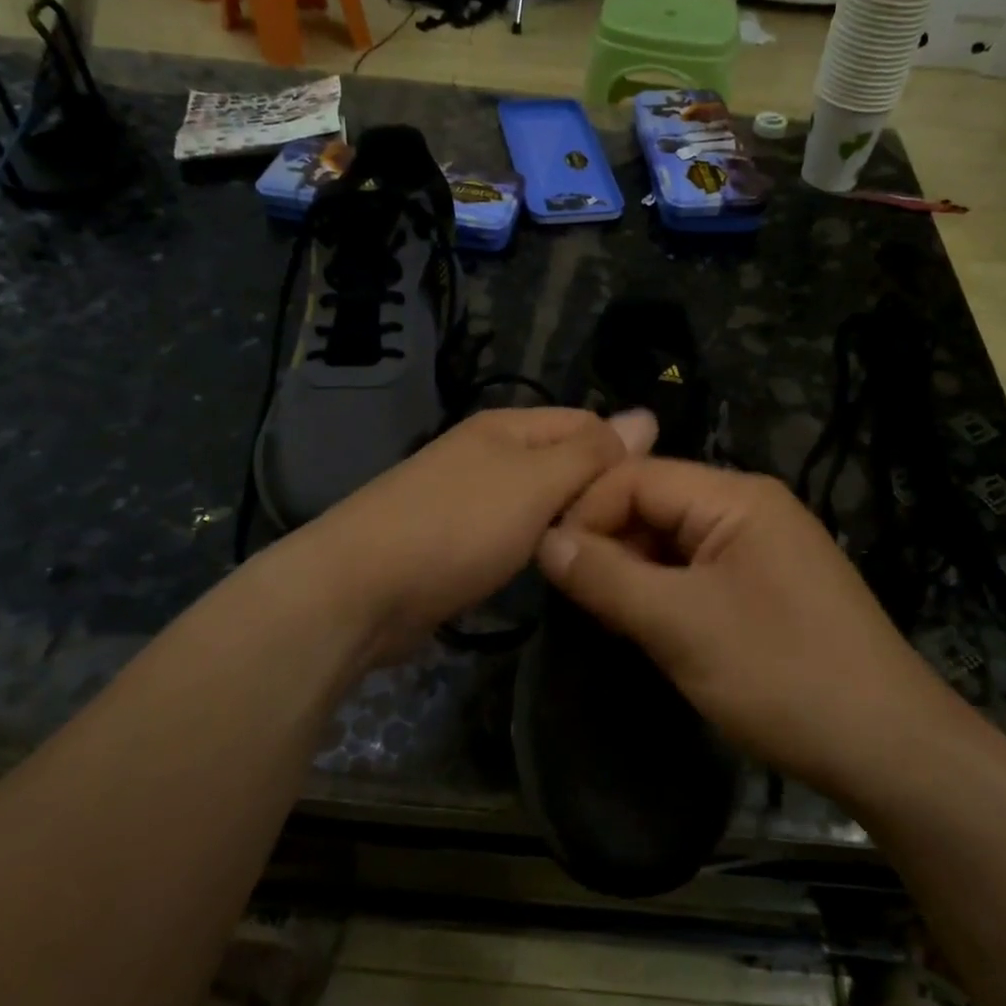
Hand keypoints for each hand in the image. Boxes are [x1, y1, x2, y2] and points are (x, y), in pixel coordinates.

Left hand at [308, 407, 656, 660]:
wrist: (359, 589)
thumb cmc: (457, 527)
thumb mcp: (536, 483)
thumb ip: (591, 453)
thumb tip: (646, 415)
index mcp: (508, 426)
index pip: (587, 423)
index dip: (622, 456)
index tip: (646, 506)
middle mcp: (487, 452)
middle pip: (562, 462)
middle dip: (593, 494)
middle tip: (626, 540)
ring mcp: (466, 496)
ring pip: (537, 501)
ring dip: (563, 523)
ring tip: (596, 554)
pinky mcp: (453, 538)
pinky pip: (510, 532)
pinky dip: (531, 546)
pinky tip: (547, 567)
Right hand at [537, 459, 934, 791]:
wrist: (888, 747)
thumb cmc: (781, 675)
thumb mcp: (680, 625)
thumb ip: (607, 577)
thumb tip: (545, 541)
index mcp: (736, 497)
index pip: (638, 477)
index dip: (587, 512)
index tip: (549, 564)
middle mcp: (750, 508)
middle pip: (655, 504)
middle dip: (609, 544)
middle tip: (572, 598)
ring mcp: (763, 548)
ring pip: (673, 541)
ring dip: (634, 572)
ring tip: (603, 617)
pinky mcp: (767, 586)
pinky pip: (698, 572)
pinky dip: (664, 593)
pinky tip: (647, 627)